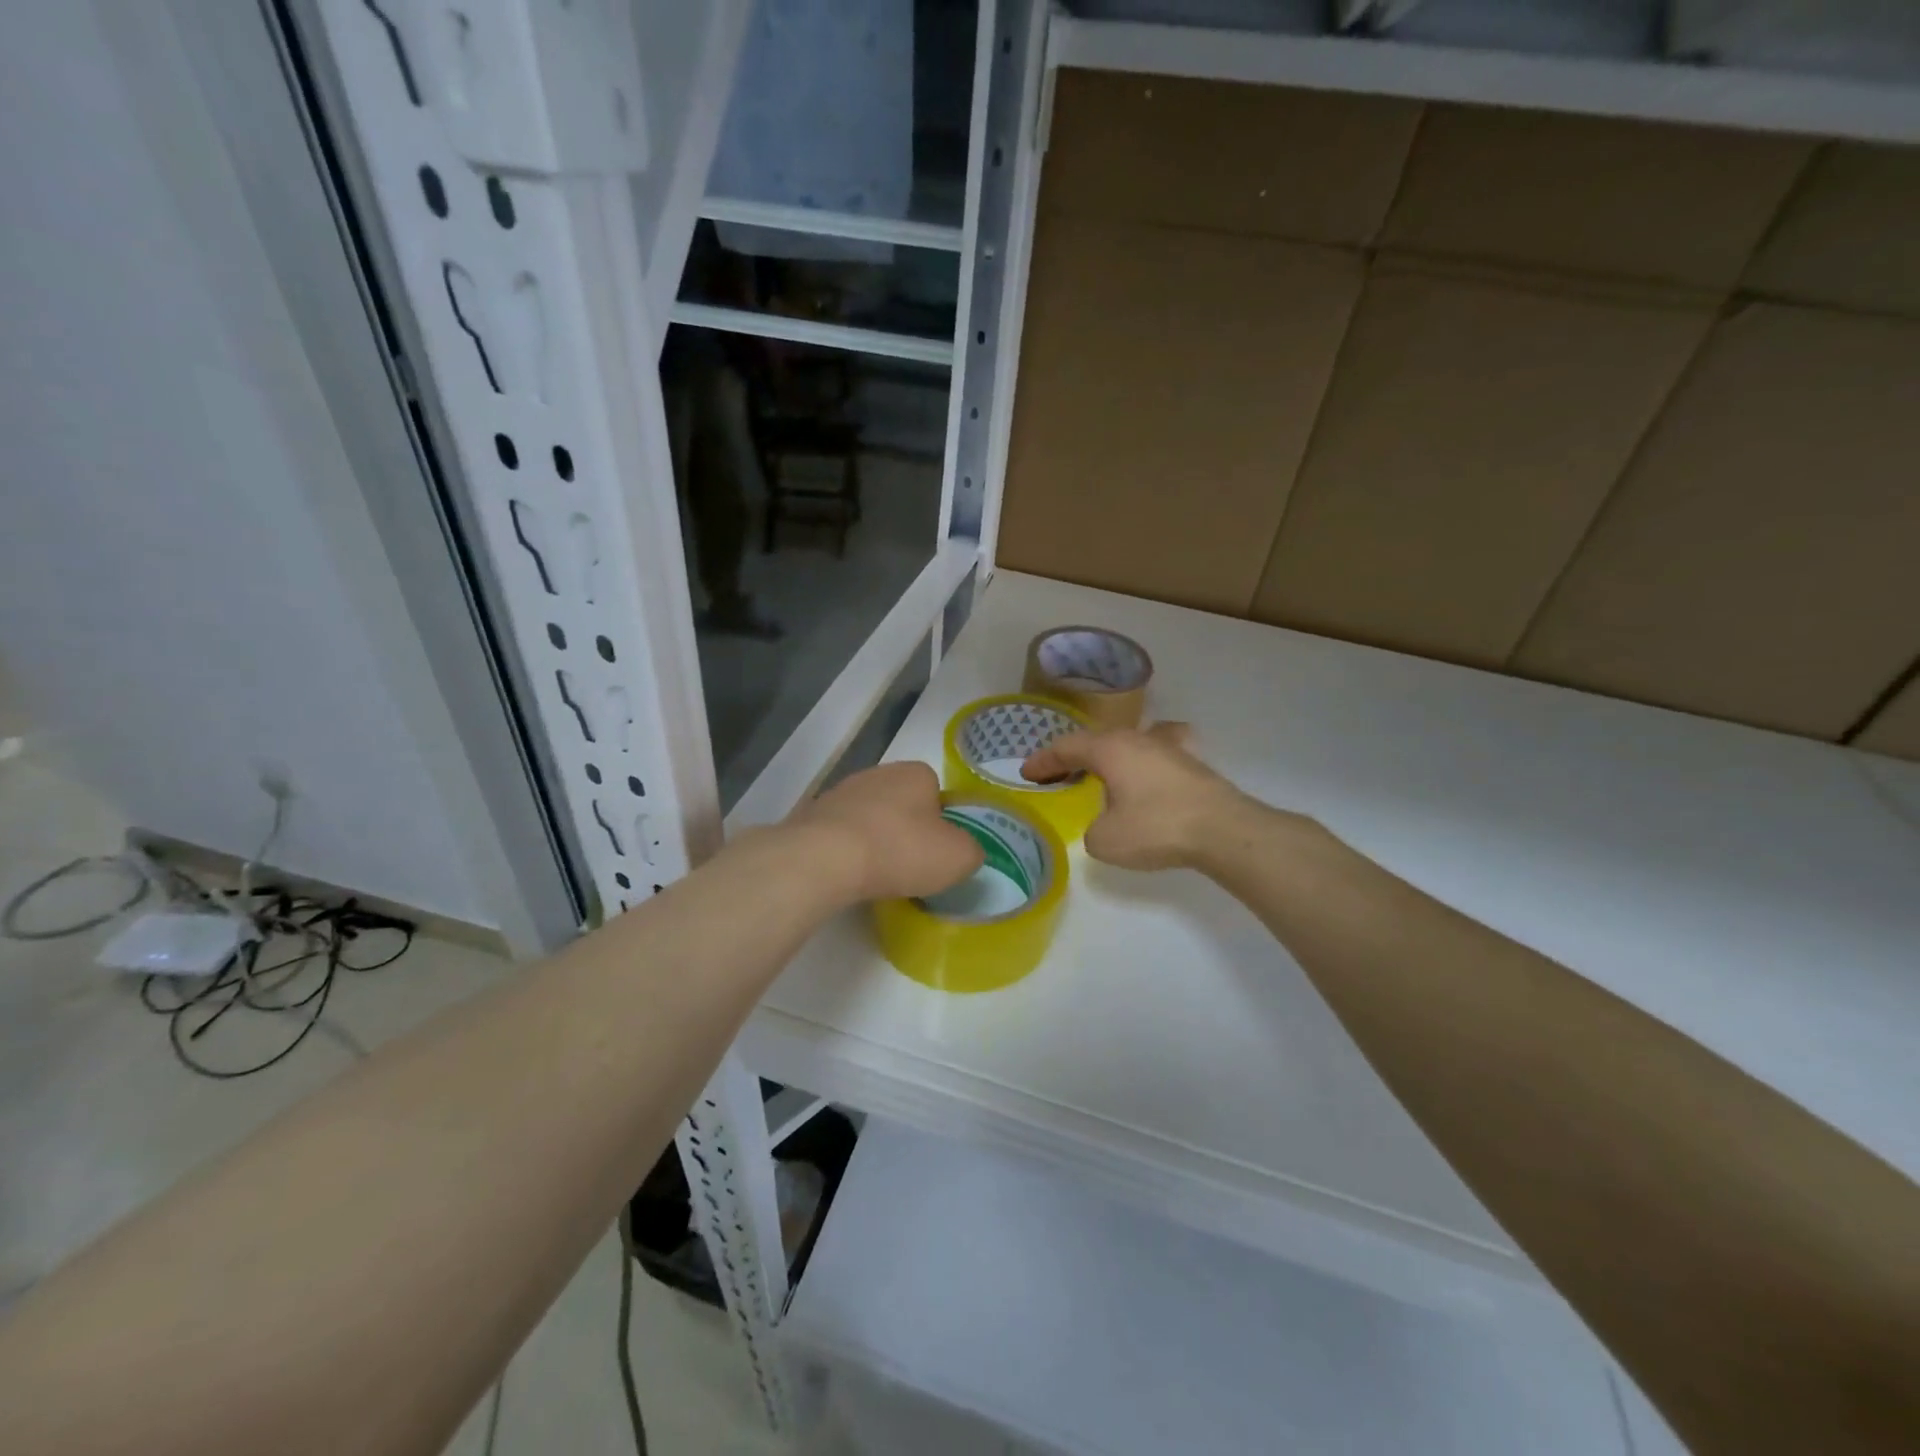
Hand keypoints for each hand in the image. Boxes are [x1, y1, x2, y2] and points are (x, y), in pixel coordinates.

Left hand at [786, 761, 983, 903]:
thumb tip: (965, 851)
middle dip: (905, 828)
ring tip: (877, 874)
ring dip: (874, 839)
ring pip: (868, 817)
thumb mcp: (958, 857)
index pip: (935, 790)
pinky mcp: (812, 815)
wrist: (826, 858)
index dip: (940, 820)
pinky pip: (839, 834)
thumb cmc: (901, 850)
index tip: (936, 850)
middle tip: (909, 863)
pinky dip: (846, 851)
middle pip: (901, 802)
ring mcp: (840, 792)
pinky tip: (848, 874)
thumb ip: (971, 850)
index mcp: (915, 773)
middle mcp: (878, 773)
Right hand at [1021, 723, 1252, 870]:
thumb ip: (1092, 829)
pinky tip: (1150, 763)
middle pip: (1096, 740)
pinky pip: (1159, 749)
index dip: (1043, 760)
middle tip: (1056, 774)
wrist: (1222, 830)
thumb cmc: (1156, 828)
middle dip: (1073, 757)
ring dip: (1108, 756)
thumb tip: (1103, 825)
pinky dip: (1144, 756)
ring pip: (1128, 742)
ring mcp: (1168, 746)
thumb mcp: (1105, 840)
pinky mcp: (1191, 761)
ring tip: (1098, 771)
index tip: (1027, 773)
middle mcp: (1136, 738)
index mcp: (1109, 749)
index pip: (1066, 747)